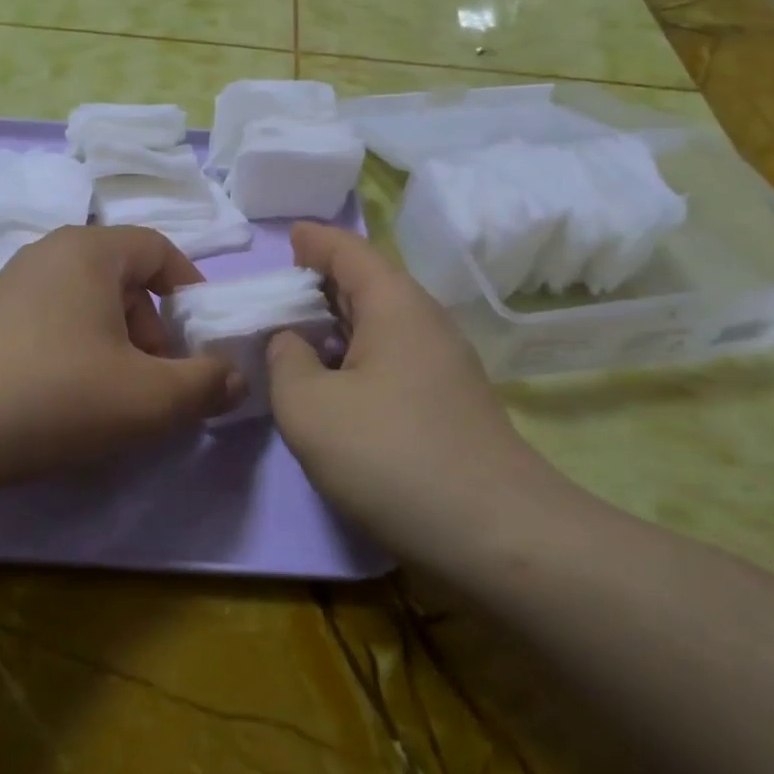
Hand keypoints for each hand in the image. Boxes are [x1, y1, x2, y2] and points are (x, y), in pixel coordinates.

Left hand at [0, 226, 242, 494]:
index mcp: (91, 250)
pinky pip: (51, 325)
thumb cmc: (56, 394)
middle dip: (154, 330)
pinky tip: (67, 403)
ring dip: (116, 347)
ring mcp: (10, 286)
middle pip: (124, 280)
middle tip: (157, 381)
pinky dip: (76, 355)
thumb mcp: (149, 397)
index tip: (201, 338)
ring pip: (87, 306)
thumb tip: (235, 378)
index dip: (191, 289)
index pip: (158, 248)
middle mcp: (49, 253)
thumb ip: (205, 384)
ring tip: (115, 400)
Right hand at [267, 222, 568, 563]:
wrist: (498, 537)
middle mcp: (424, 324)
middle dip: (320, 282)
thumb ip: (286, 361)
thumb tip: (291, 342)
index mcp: (395, 305)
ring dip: (336, 324)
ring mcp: (441, 367)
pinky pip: (390, 360)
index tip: (287, 237)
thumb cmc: (392, 455)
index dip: (315, 240)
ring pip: (379, 326)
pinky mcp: (446, 405)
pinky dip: (353, 358)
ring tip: (293, 337)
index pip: (349, 251)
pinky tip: (330, 386)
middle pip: (367, 284)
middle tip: (275, 293)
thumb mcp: (309, 406)